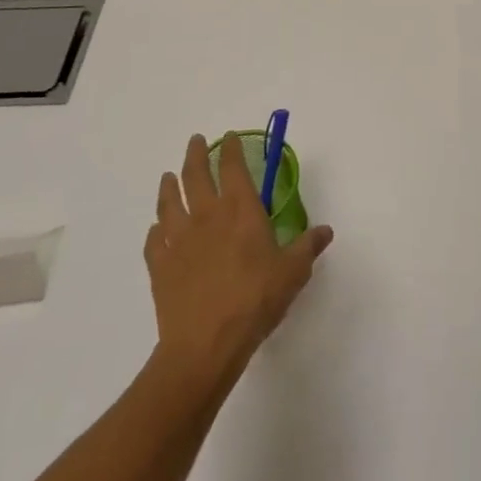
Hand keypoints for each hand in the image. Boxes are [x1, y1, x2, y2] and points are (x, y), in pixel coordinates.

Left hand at [145, 133, 333, 388]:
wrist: (206, 343)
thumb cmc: (256, 300)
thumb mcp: (293, 272)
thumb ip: (308, 246)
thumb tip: (325, 230)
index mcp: (240, 209)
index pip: (233, 167)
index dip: (231, 149)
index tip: (229, 137)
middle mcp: (207, 215)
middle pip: (195, 175)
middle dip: (195, 155)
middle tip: (196, 142)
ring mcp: (179, 240)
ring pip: (169, 202)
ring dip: (169, 186)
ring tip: (169, 177)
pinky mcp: (160, 266)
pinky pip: (154, 240)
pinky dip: (156, 230)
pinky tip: (158, 230)